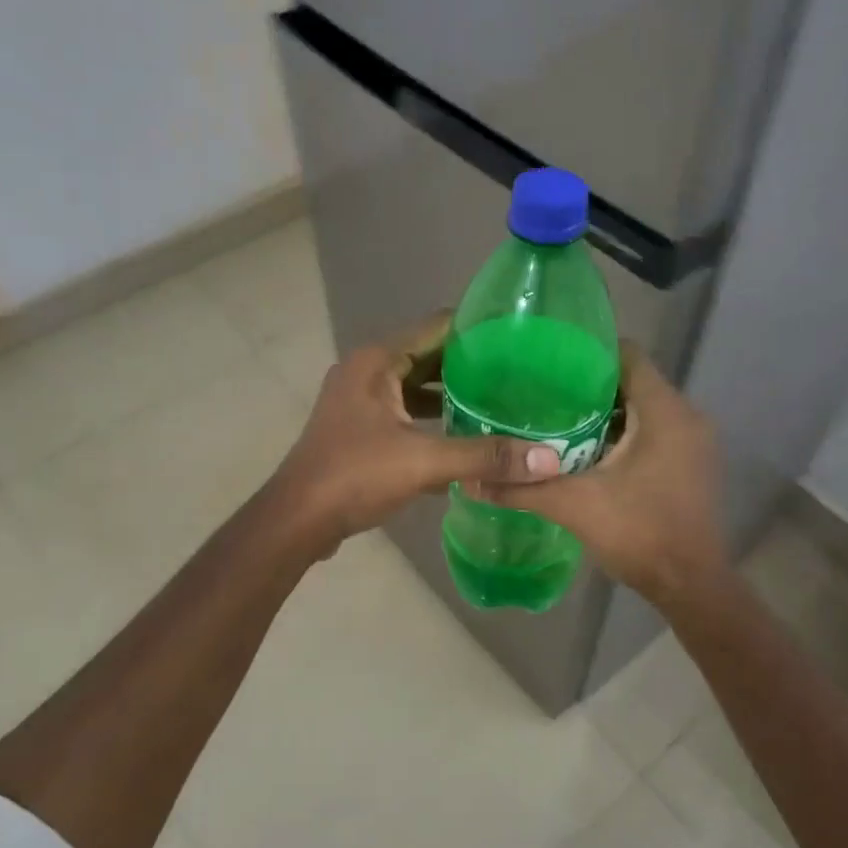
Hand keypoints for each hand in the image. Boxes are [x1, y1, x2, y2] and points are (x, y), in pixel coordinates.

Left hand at [268, 312, 560, 554]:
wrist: (298, 520)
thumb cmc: (355, 476)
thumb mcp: (424, 462)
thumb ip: (485, 457)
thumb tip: (549, 459)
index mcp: (378, 361)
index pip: (437, 326)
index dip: (478, 330)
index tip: (520, 340)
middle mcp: (367, 371)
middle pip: (429, 356)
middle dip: (471, 365)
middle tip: (520, 376)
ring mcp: (360, 401)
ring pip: (416, 387)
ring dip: (452, 395)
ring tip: (501, 403)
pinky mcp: (360, 428)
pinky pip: (405, 412)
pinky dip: (433, 419)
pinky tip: (466, 436)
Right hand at [475, 344, 728, 605]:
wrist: (690, 586)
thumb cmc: (639, 533)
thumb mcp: (573, 506)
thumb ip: (522, 489)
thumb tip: (470, 481)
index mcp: (664, 412)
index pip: (629, 355)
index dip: (589, 350)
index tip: (550, 359)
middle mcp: (687, 417)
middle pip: (634, 381)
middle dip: (590, 384)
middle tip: (543, 391)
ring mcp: (694, 442)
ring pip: (644, 409)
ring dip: (606, 412)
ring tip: (557, 417)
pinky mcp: (692, 463)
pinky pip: (654, 431)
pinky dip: (623, 433)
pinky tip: (586, 449)